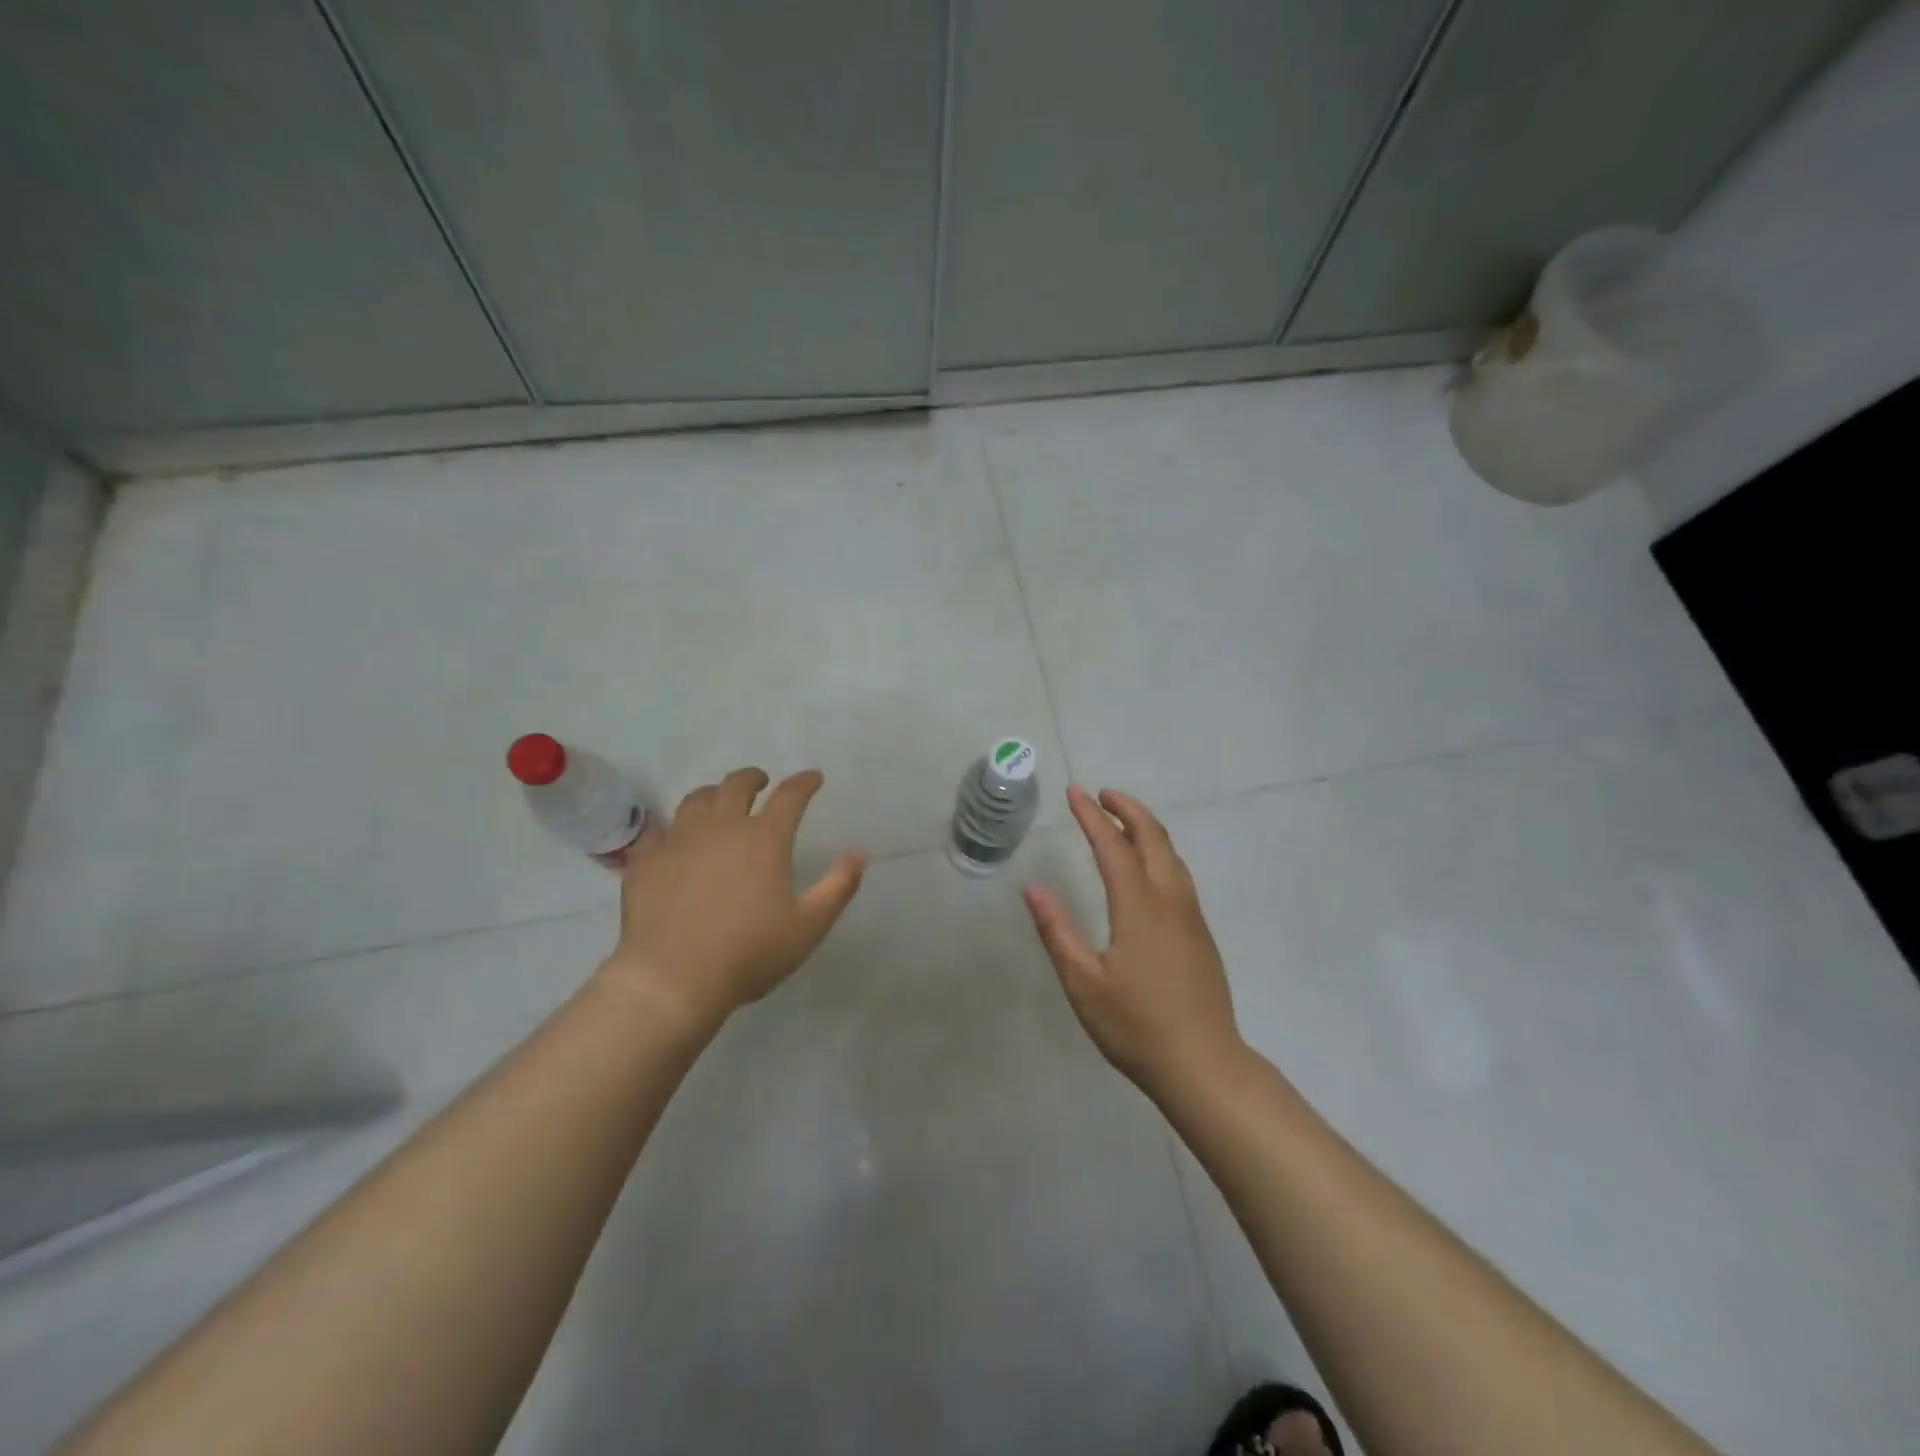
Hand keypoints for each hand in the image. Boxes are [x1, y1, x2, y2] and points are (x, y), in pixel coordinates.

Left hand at [600, 767, 866, 1028]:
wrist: (672, 978)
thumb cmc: (749, 952)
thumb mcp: (809, 926)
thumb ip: (838, 886)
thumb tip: (859, 854)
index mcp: (764, 838)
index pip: (790, 796)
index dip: (805, 782)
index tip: (813, 778)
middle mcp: (721, 827)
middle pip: (736, 785)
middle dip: (753, 778)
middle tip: (760, 783)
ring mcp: (679, 840)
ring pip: (695, 800)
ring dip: (713, 795)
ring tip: (718, 803)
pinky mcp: (646, 861)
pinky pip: (657, 831)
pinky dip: (670, 829)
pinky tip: (673, 839)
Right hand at [1025, 785, 1243, 1097]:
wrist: (1203, 1064)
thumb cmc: (1136, 1026)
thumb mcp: (1083, 983)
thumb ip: (1057, 932)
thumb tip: (1033, 889)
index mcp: (1138, 907)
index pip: (1113, 846)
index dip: (1092, 816)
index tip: (1075, 792)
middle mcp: (1169, 900)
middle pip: (1153, 837)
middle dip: (1127, 809)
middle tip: (1101, 794)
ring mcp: (1190, 916)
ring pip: (1171, 854)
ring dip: (1146, 828)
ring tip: (1121, 821)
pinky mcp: (1200, 933)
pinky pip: (1179, 875)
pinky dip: (1159, 852)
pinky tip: (1147, 867)